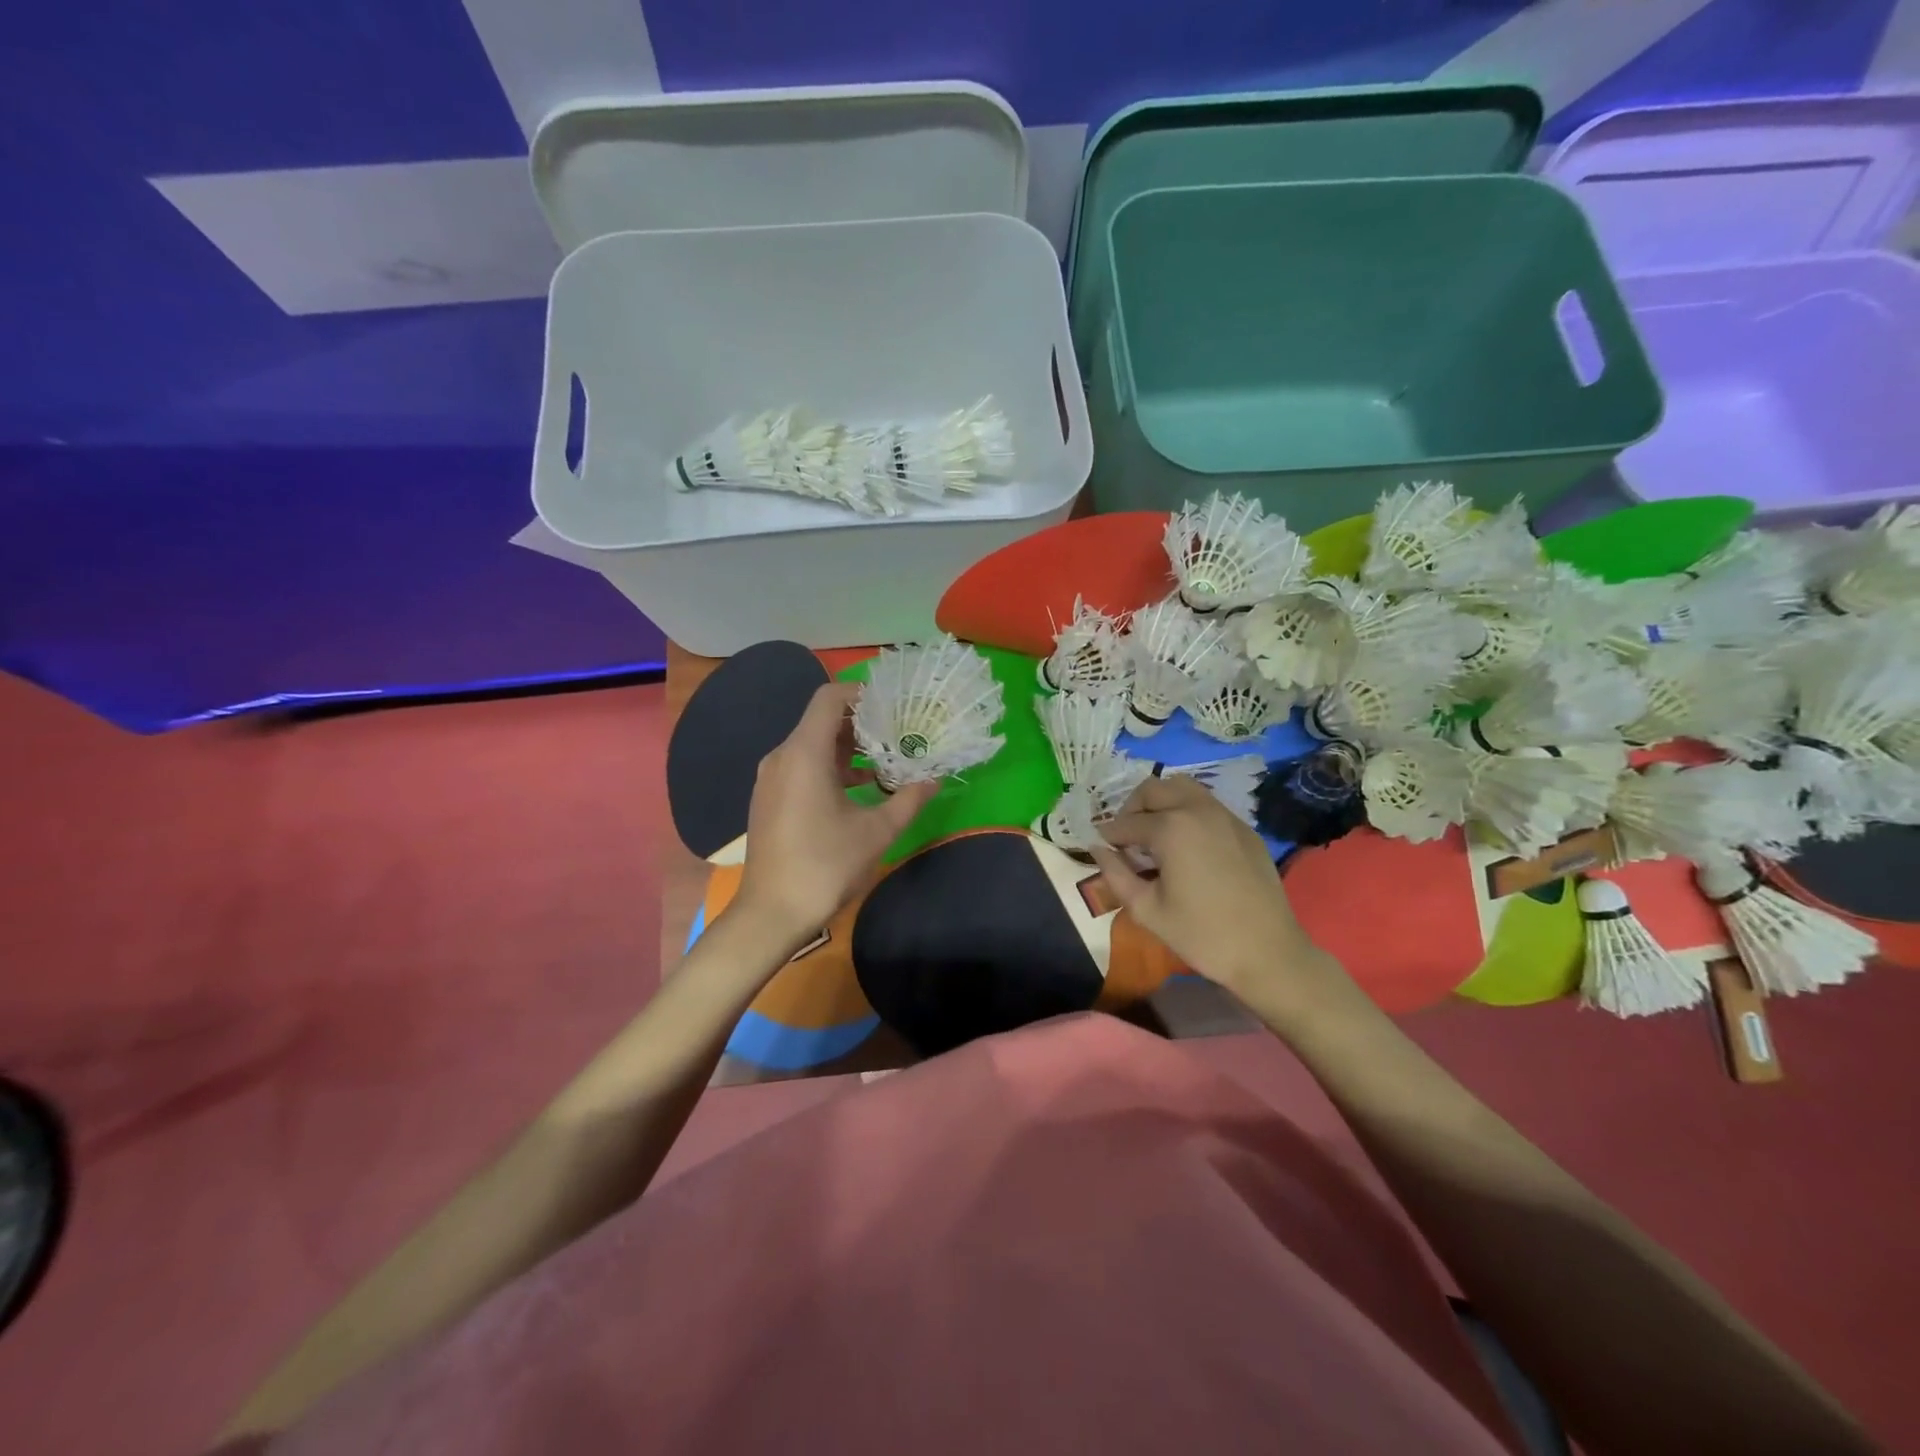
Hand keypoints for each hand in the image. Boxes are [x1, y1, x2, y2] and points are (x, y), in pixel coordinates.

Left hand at [733, 683, 936, 947]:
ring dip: (848, 748)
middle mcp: (782, 757)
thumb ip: (908, 800)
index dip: (861, 694)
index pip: (829, 698)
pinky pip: (802, 766)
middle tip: (899, 733)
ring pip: (812, 745)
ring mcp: (771, 779)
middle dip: (862, 723)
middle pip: (821, 720)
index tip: (893, 706)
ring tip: (886, 761)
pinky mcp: (770, 798)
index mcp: (804, 754)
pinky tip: (860, 789)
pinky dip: (830, 767)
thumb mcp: (876, 833)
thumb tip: (934, 781)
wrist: (770, 914)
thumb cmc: (824, 866)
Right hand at [1089, 775, 1340, 1003]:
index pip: (1126, 822)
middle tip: (1126, 839)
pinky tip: (1186, 846)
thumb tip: (1096, 849)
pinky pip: (1207, 805)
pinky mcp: (1244, 828)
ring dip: (1161, 803)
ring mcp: (1225, 816)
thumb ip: (1115, 874)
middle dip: (1132, 809)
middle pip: (1153, 789)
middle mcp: (1197, 809)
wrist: (1268, 953)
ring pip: (1182, 787)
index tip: (1099, 848)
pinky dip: (1187, 812)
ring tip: (1154, 835)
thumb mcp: (1147, 910)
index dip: (1108, 836)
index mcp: (1171, 828)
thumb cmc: (1202, 935)